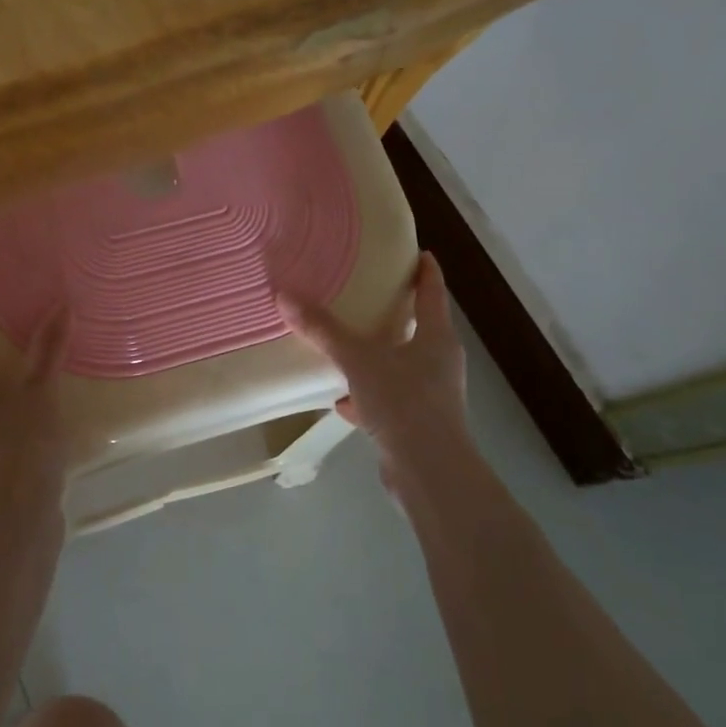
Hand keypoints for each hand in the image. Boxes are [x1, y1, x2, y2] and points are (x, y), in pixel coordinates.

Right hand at [278, 252, 472, 493]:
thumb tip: (285, 296)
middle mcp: (440, 362)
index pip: (434, 293)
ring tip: (349, 348)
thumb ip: (323, 330)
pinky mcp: (419, 425)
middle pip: (421, 328)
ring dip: (379, 357)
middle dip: (397, 313)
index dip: (426, 271)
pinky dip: (368, 397)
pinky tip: (342, 403)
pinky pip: (390, 401)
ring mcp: (432, 396)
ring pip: (403, 366)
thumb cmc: (403, 403)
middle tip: (370, 295)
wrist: (429, 473)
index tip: (419, 253)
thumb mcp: (358, 360)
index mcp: (437, 338)